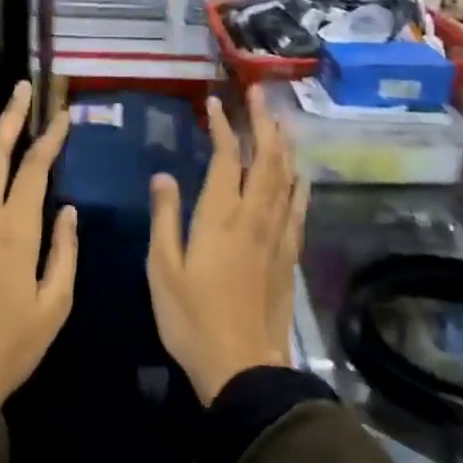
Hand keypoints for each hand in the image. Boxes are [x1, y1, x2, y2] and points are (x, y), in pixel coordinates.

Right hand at [147, 95, 306, 404]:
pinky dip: (299, 182)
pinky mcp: (289, 255)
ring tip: (279, 120)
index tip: (214, 104)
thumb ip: (165, 218)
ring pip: (286, 178)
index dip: (222, 127)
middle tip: (258, 95)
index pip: (226, 158)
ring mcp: (277, 235)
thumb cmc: (191, 318)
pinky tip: (300, 172)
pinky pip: (298, 207)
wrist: (243, 367)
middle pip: (266, 159)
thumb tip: (164, 175)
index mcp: (220, 217)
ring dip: (283, 144)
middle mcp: (254, 217)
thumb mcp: (162, 268)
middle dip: (263, 123)